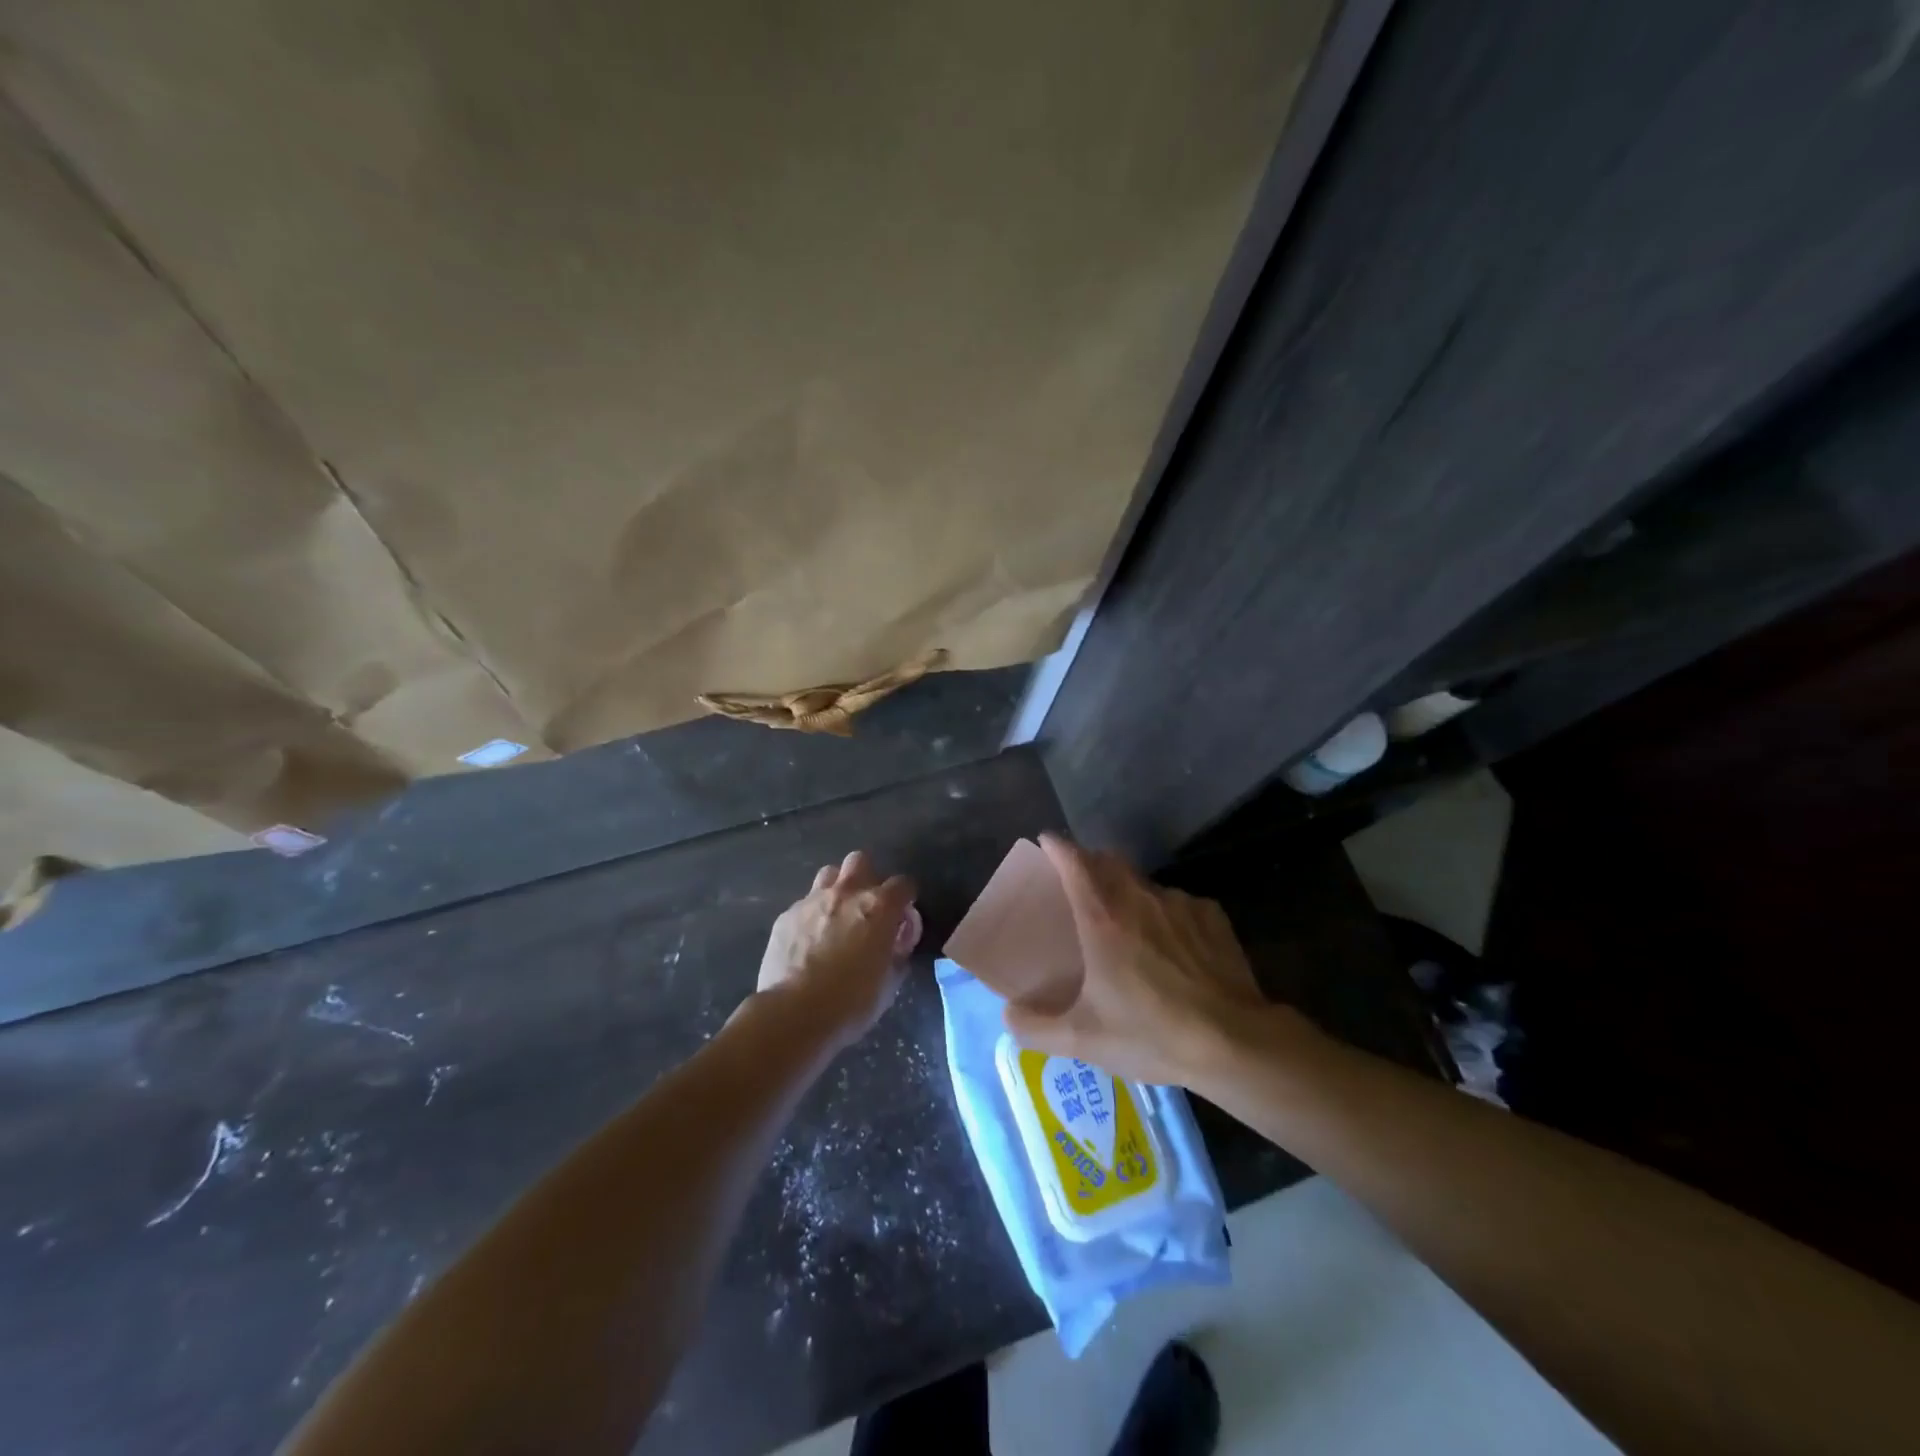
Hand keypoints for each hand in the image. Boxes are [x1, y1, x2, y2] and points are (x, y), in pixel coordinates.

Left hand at [753, 850, 919, 1048]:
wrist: (794, 1014)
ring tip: (837, 917)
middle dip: (867, 878)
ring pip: (829, 874)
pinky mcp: (786, 916)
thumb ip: (898, 952)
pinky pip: (804, 903)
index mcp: (879, 907)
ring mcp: (812, 901)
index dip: (906, 899)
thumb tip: (896, 940)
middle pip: (860, 861)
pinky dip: (812, 915)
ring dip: (837, 889)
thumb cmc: (852, 1002)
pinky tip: (809, 941)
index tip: (903, 918)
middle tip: (867, 908)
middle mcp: (846, 893)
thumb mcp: (890, 982)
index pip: (903, 884)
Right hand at [1003, 834, 1283, 1085]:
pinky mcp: (1212, 916)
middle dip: (1091, 862)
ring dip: (1129, 891)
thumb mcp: (1082, 1040)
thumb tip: (1007, 1016)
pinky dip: (1166, 913)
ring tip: (1128, 923)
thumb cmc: (1151, 1034)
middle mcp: (1139, 898)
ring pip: (1145, 883)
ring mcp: (1179, 903)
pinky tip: (1173, 945)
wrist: (1234, 1043)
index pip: (1074, 861)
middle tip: (1080, 882)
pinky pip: (1178, 903)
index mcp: (1102, 918)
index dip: (1057, 846)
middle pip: (1109, 861)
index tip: (1046, 842)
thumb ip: (1035, 1028)